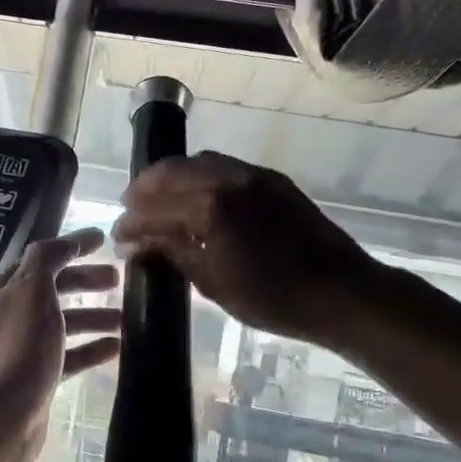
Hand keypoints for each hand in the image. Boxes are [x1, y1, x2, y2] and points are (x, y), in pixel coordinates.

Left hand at [0, 228, 121, 461]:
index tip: (105, 240)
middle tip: (119, 280)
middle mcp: (14, 315)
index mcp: (8, 289)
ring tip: (128, 317)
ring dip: (94, 316)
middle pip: (55, 290)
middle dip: (86, 281)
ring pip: (65, 324)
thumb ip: (46, 260)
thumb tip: (64, 244)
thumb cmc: (17, 348)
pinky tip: (117, 349)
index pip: (43, 258)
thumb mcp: (32, 291)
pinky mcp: (38, 379)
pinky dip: (92, 349)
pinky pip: (70, 356)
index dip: (72, 246)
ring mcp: (25, 349)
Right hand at [113, 152, 376, 344]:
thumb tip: (137, 244)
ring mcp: (253, 175)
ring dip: (172, 178)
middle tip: (129, 210)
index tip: (118, 237)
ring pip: (199, 162)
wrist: (342, 292)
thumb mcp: (214, 283)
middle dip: (144, 190)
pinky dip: (201, 176)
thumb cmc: (274, 299)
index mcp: (210, 208)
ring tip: (160, 200)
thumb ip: (173, 253)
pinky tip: (197, 198)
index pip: (154, 209)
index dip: (130, 223)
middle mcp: (228, 179)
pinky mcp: (273, 180)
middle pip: (171, 172)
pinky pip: (226, 167)